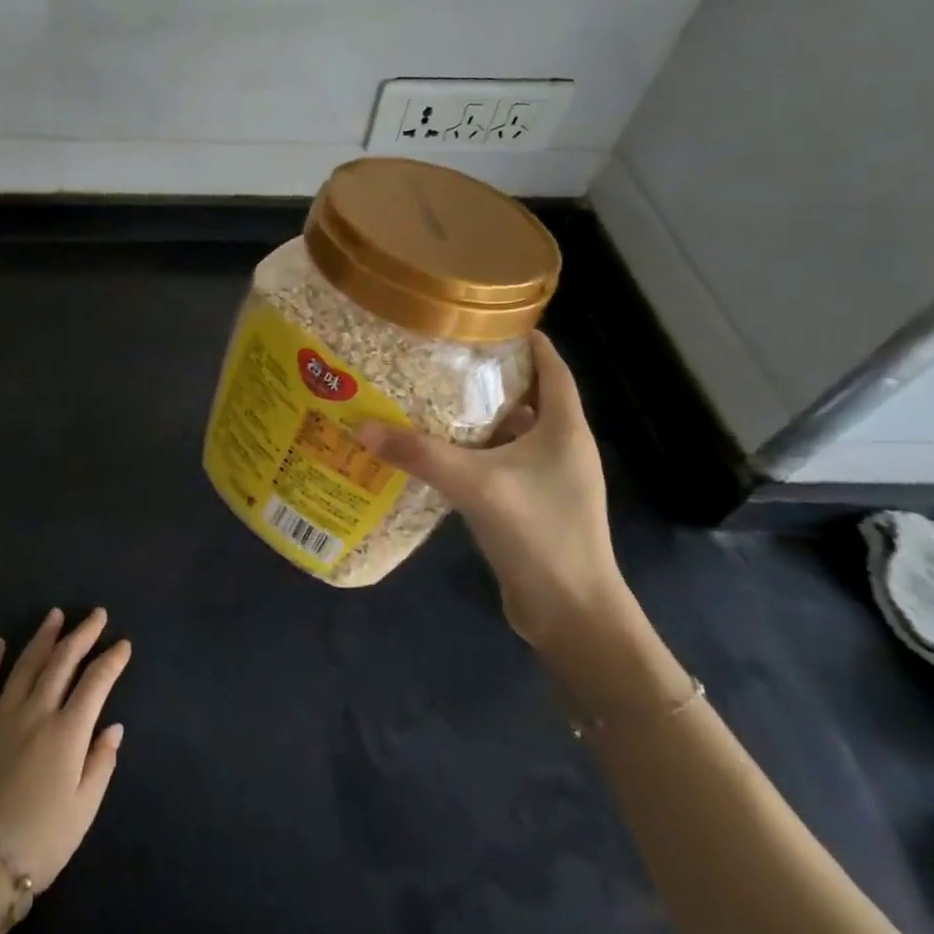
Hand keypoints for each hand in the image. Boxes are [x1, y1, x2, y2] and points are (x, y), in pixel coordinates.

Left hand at [0, 608, 129, 891]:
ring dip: (44, 637)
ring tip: (55, 615)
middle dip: (82, 634)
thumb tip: (113, 727)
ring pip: (27, 664)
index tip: (123, 644)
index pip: (95, 683)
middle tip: (96, 614)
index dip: (112, 660)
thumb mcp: (83, 811)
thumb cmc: (38, 842)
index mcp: (67, 732)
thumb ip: (101, 764)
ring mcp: (2, 714)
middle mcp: (37, 711)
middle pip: (63, 661)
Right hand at [359, 330, 625, 647]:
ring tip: (430, 395)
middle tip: (442, 355)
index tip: (484, 319)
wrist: (572, 614)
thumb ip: (419, 453)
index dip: (526, 339)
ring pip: (512, 432)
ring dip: (479, 415)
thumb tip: (362, 426)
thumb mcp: (474, 484)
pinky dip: (474, 451)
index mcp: (565, 429)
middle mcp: (562, 447)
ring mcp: (549, 480)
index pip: (552, 367)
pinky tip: (437, 451)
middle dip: (489, 375)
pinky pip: (501, 463)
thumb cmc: (538, 533)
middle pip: (529, 396)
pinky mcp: (532, 505)